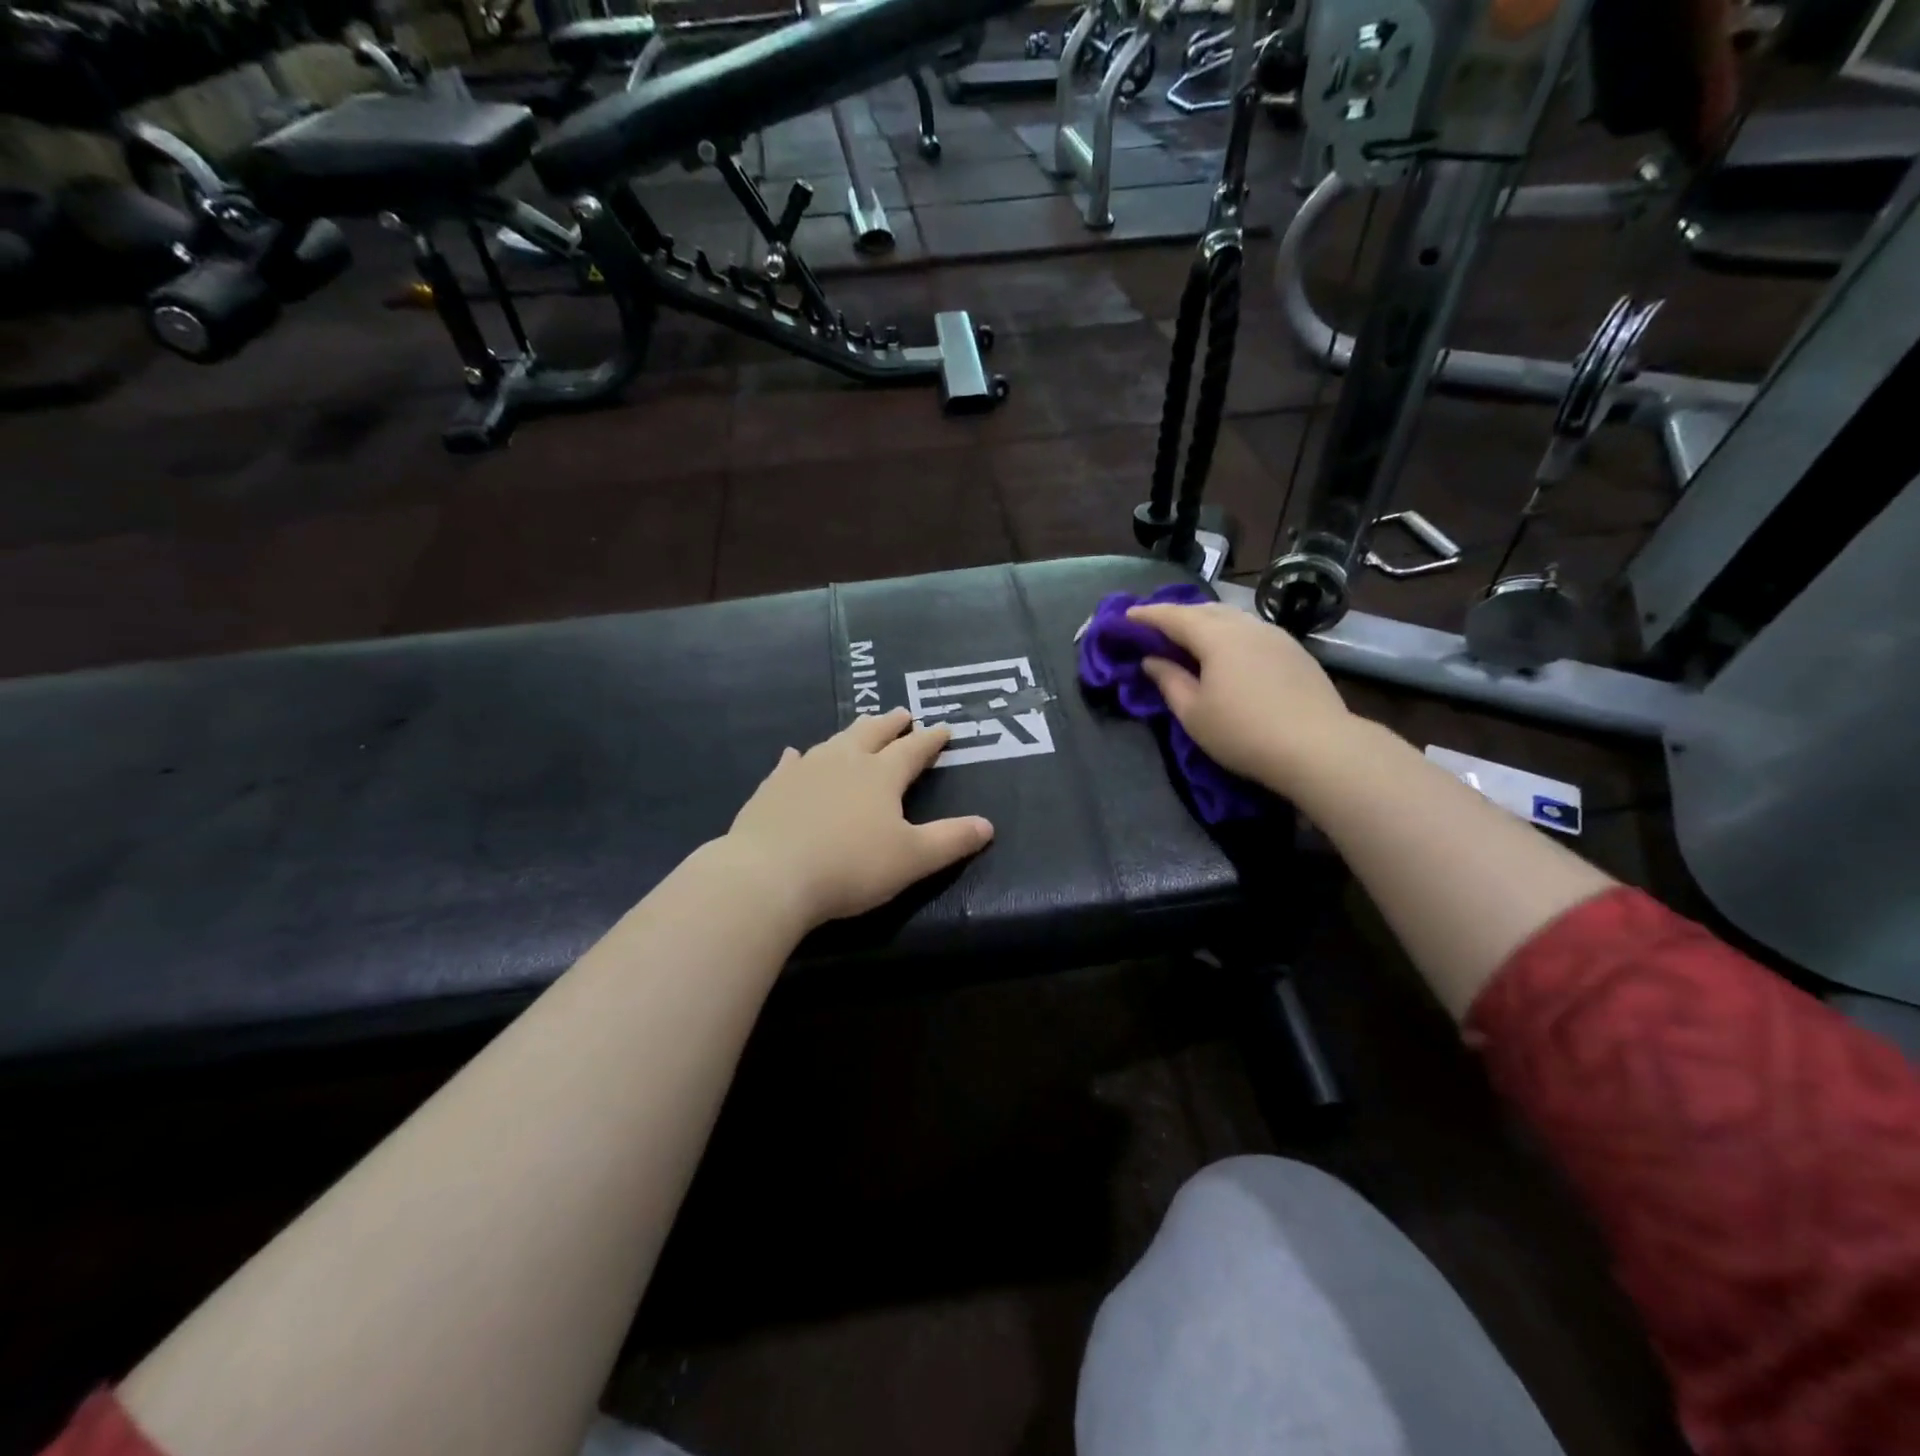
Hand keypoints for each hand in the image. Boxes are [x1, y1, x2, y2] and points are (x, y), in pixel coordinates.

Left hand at [725, 708, 994, 927]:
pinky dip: (799, 757)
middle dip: (891, 723)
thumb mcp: (912, 859)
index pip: (913, 749)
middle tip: (903, 713)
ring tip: (861, 727)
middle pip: (873, 733)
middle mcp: (844, 761)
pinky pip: (791, 763)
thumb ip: (951, 840)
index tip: (943, 728)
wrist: (770, 875)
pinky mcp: (773, 787)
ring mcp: (805, 770)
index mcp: (881, 775)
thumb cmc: (850, 867)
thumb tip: (988, 825)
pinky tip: (795, 755)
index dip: (931, 739)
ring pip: (835, 741)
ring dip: (853, 733)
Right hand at [1128, 601, 1350, 796]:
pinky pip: (1251, 630)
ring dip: (1206, 621)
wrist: (1319, 747)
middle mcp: (1246, 625)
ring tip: (1190, 635)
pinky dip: (1230, 633)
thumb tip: (1151, 661)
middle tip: (1156, 625)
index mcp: (1216, 636)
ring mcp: (1275, 635)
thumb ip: (1169, 681)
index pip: (1173, 616)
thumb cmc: (1243, 732)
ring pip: (1232, 617)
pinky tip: (1228, 650)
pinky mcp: (1295, 650)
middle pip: (1204, 610)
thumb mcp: (1193, 713)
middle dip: (1177, 614)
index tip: (1127, 616)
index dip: (1147, 615)